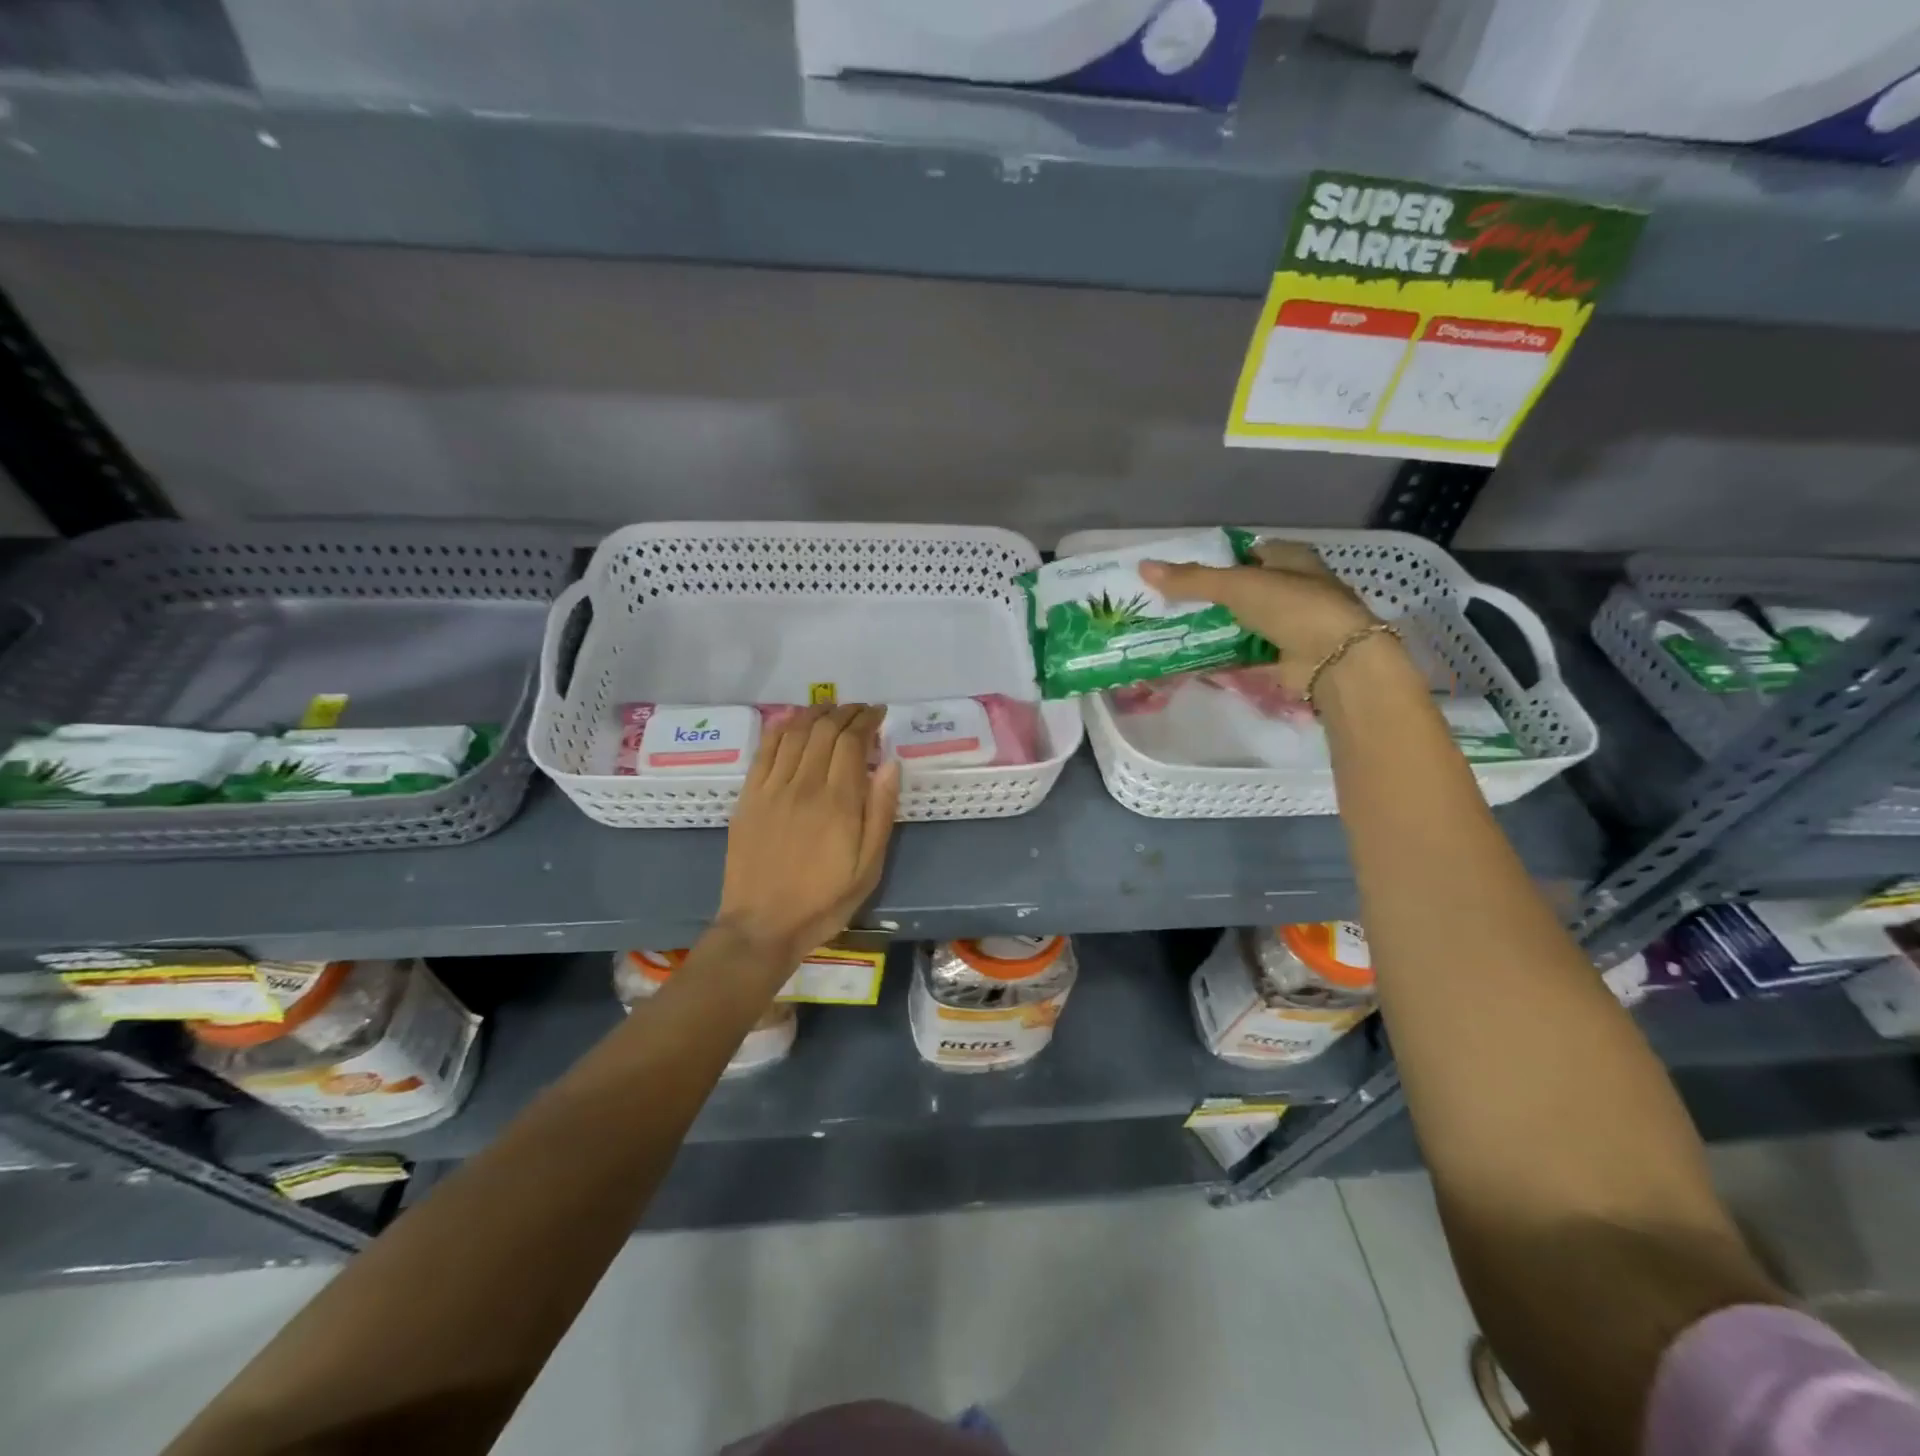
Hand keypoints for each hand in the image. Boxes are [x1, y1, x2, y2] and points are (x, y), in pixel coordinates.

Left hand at [712, 704, 900, 967]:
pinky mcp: (749, 796)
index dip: (866, 720)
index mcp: (838, 802)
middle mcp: (804, 784)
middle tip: (860, 710)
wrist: (762, 925)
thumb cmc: (824, 901)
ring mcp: (772, 788)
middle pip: (824, 730)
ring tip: (831, 707)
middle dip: (846, 712)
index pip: (852, 742)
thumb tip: (891, 764)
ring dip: (815, 713)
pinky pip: (765, 749)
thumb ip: (881, 813)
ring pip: (795, 732)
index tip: (879, 714)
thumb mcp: (868, 867)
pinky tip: (792, 720)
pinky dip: (781, 727)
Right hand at [1141, 541, 1382, 694]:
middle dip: (1208, 600)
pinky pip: (1245, 655)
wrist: (1335, 660)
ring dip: (1214, 630)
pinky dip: (1222, 657)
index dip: (1215, 560)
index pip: (1246, 553)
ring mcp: (1290, 626)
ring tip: (1172, 632)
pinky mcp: (1284, 658)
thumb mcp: (1236, 585)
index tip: (1180, 573)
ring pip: (1241, 624)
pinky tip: (1192, 659)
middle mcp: (1292, 589)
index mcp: (1289, 559)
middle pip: (1241, 591)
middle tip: (1168, 606)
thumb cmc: (1292, 606)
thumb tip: (1143, 567)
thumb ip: (1191, 579)